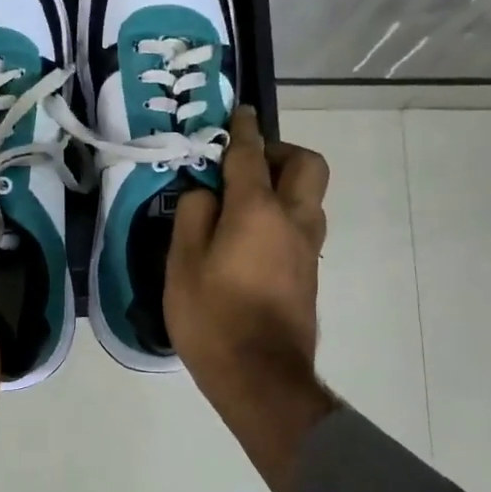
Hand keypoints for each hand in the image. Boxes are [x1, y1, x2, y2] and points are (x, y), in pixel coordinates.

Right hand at [166, 106, 337, 491]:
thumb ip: (193, 216)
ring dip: (283, 184)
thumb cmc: (213, 318)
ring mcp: (307, 249)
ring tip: (243, 201)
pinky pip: (302, 224)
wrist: (261, 378)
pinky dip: (283, 214)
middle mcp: (293, 221)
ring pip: (309, 196)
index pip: (251, 155)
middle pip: (307, 165)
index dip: (243, 130)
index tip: (240, 112)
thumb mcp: (181, 264)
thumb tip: (205, 193)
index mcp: (258, 211)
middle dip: (281, 152)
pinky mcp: (309, 273)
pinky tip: (251, 235)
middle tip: (246, 164)